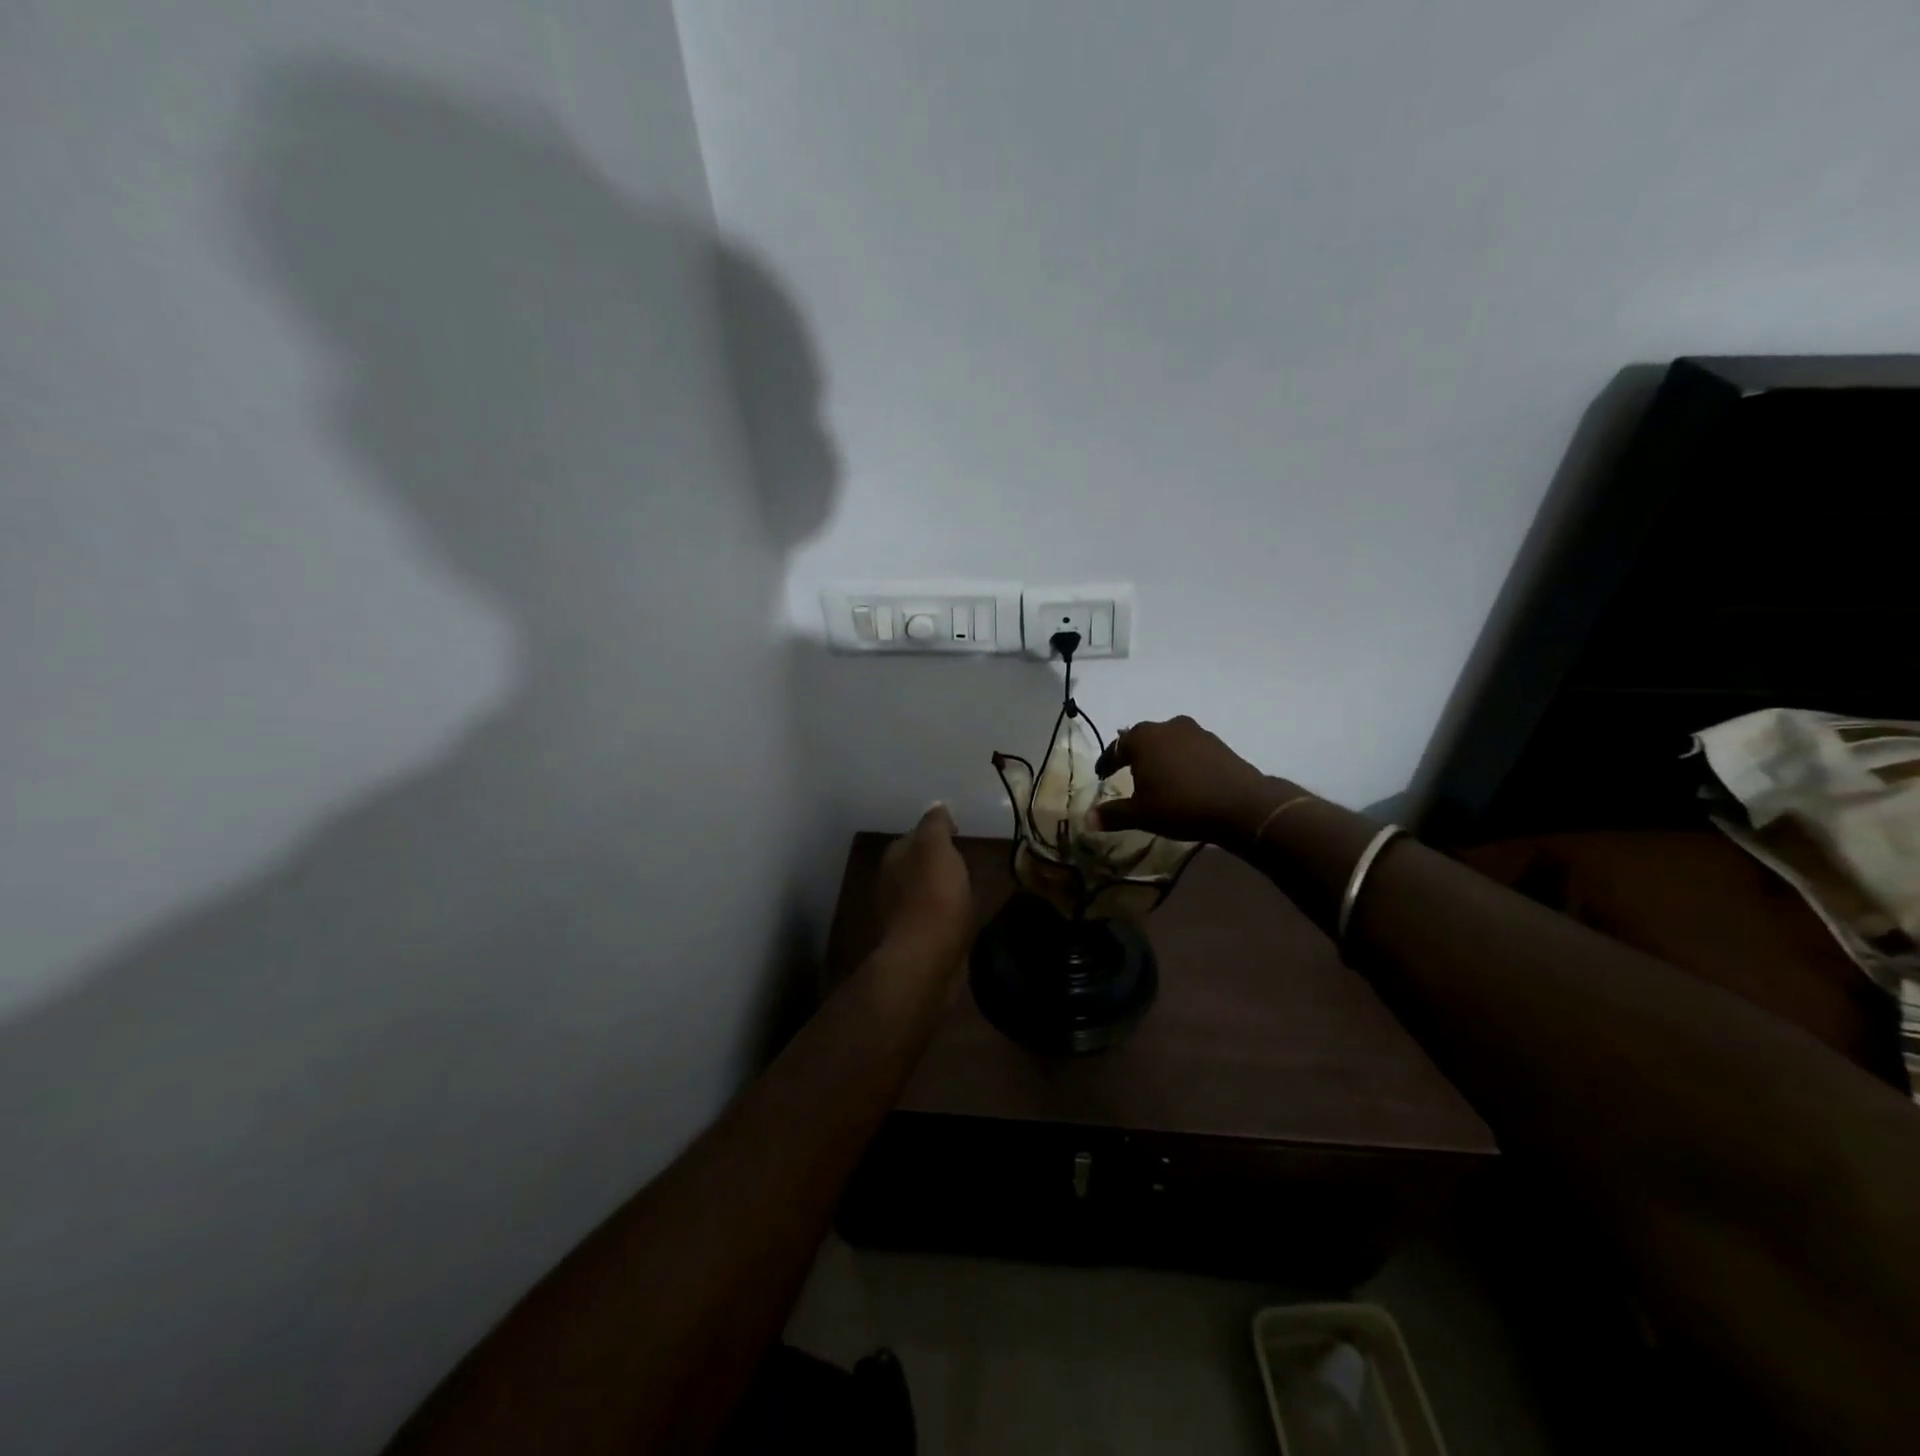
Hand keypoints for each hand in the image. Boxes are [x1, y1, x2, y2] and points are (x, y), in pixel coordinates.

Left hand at [878, 803, 974, 965]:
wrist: (928, 959)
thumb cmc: (933, 896)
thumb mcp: (936, 847)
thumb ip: (935, 825)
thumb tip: (936, 806)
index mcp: (894, 858)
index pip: (913, 835)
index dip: (937, 831)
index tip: (960, 832)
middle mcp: (892, 884)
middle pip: (917, 864)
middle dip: (938, 860)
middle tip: (967, 858)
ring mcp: (903, 914)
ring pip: (925, 891)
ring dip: (942, 887)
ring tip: (969, 886)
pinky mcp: (918, 941)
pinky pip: (935, 917)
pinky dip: (947, 913)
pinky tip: (964, 915)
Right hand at [1090, 716, 1283, 845]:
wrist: (1240, 805)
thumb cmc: (1180, 805)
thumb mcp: (1141, 815)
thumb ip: (1112, 814)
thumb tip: (1087, 820)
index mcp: (1142, 738)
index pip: (1116, 747)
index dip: (1107, 762)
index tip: (1102, 775)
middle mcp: (1167, 726)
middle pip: (1142, 738)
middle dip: (1133, 755)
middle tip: (1128, 773)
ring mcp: (1195, 732)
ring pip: (1168, 741)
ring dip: (1160, 756)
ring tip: (1158, 777)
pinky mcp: (1218, 743)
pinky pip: (1189, 748)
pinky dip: (1181, 760)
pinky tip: (1184, 779)